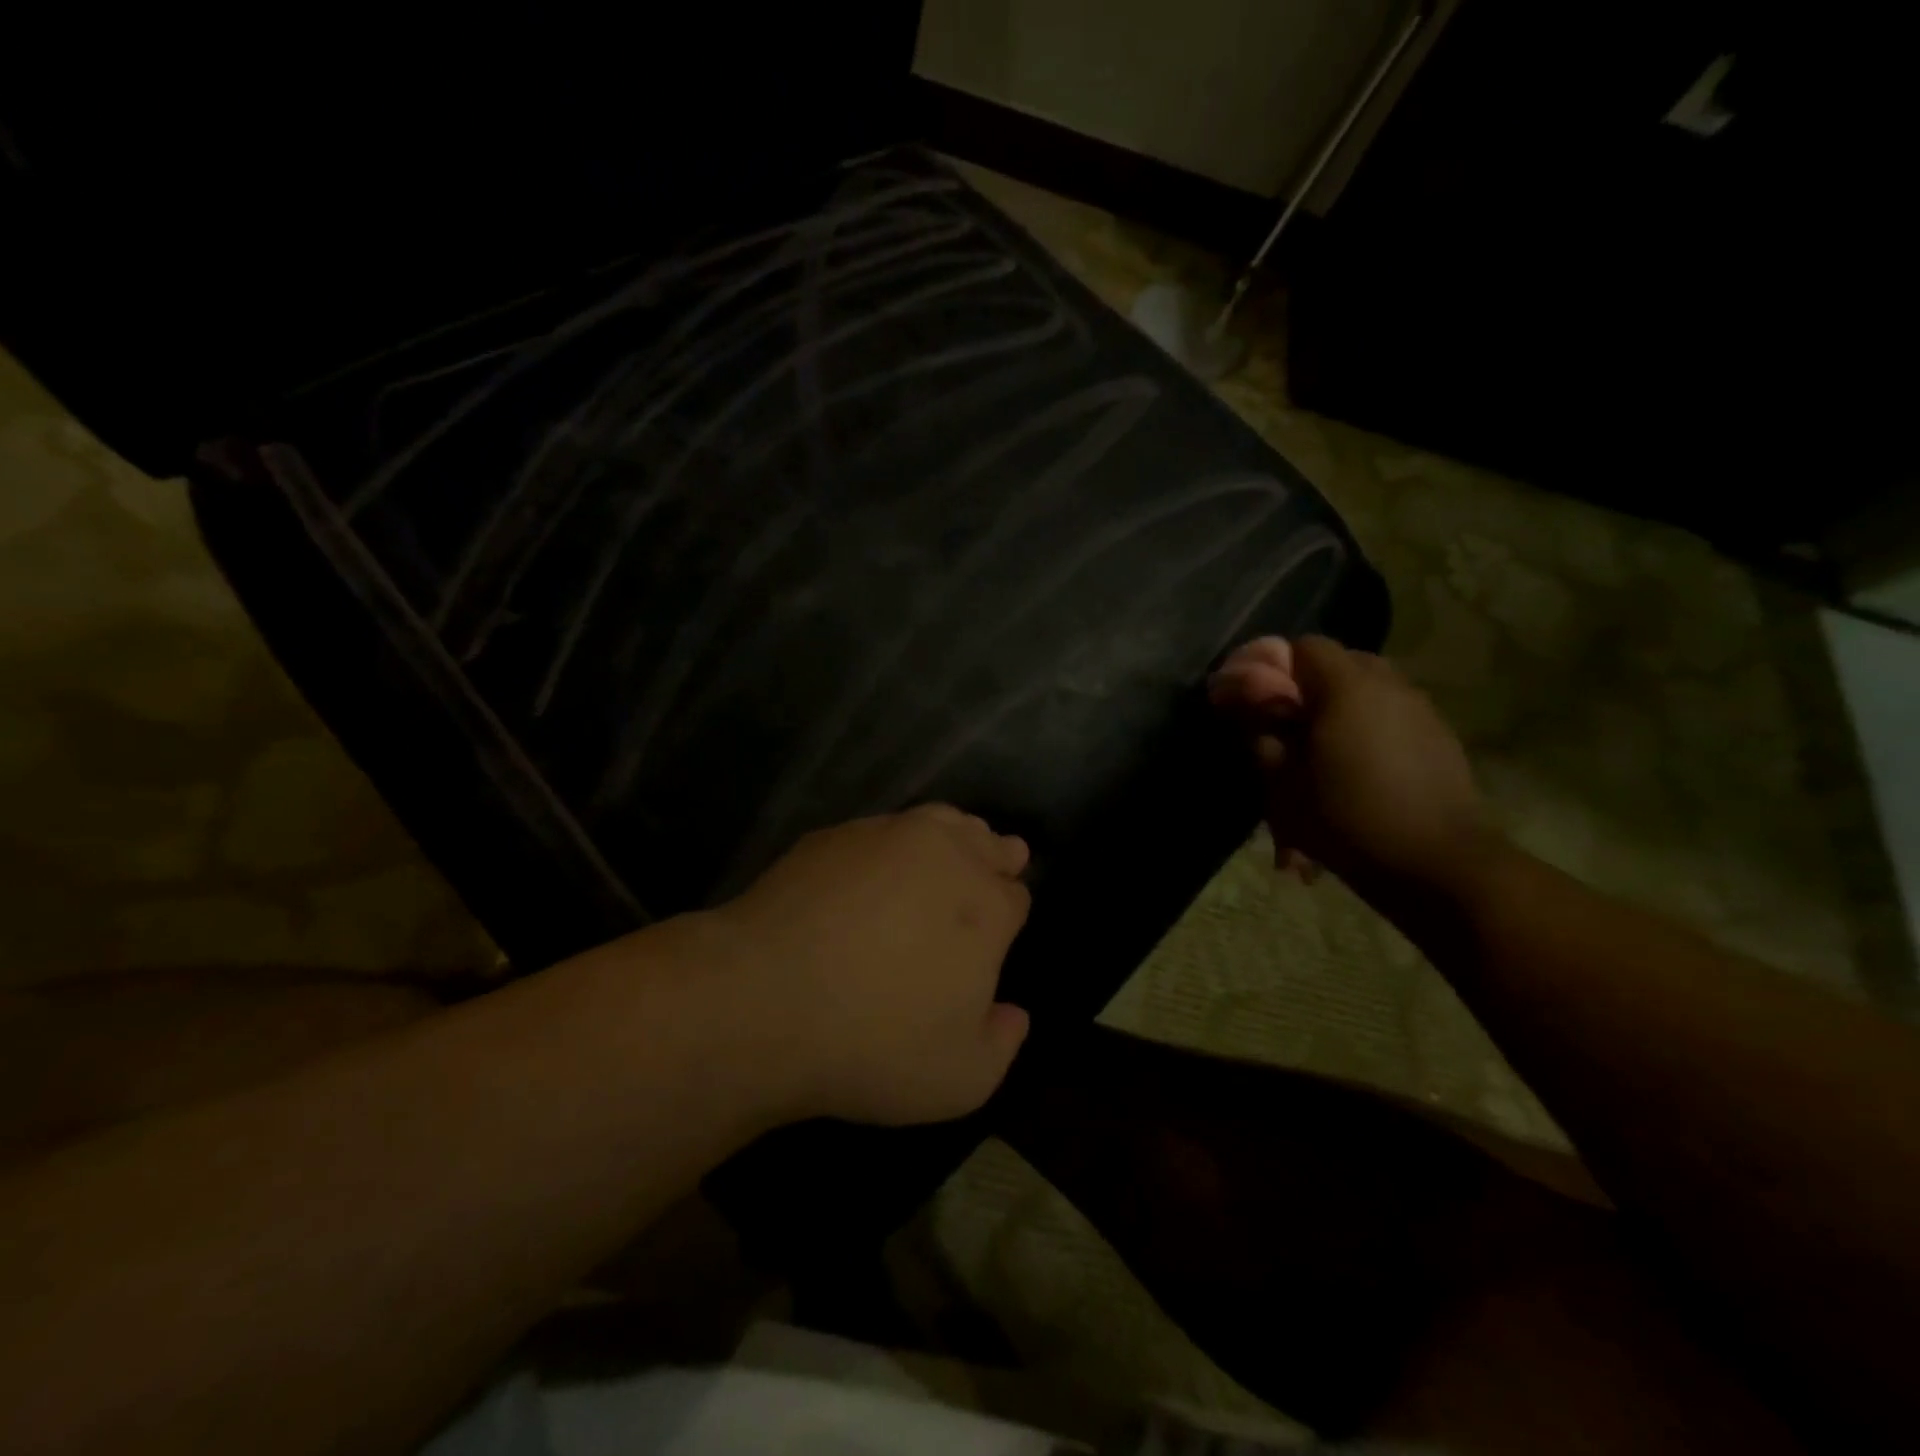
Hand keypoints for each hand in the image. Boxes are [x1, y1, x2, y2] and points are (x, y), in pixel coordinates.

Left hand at [706, 805, 1032, 1126]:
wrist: (763, 1000)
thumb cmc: (873, 1045)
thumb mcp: (959, 1080)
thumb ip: (1001, 1044)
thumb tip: (1014, 1014)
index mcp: (987, 908)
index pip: (1016, 895)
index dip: (1009, 910)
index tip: (999, 927)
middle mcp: (945, 856)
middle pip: (986, 842)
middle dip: (994, 857)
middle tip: (989, 871)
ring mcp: (886, 836)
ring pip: (939, 821)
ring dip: (951, 836)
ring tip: (943, 855)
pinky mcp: (834, 835)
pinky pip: (880, 829)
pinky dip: (891, 843)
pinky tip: (873, 869)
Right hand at [1208, 636, 1497, 897]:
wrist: (1439, 865)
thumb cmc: (1348, 820)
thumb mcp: (1283, 783)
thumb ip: (1260, 733)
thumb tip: (1241, 702)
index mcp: (1347, 687)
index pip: (1304, 646)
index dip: (1274, 667)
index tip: (1256, 701)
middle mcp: (1389, 685)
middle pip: (1339, 663)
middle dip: (1306, 687)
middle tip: (1285, 728)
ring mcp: (1420, 710)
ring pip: (1367, 690)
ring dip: (1339, 709)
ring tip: (1322, 754)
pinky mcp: (1439, 738)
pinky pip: (1391, 716)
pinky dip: (1367, 729)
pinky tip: (1357, 771)